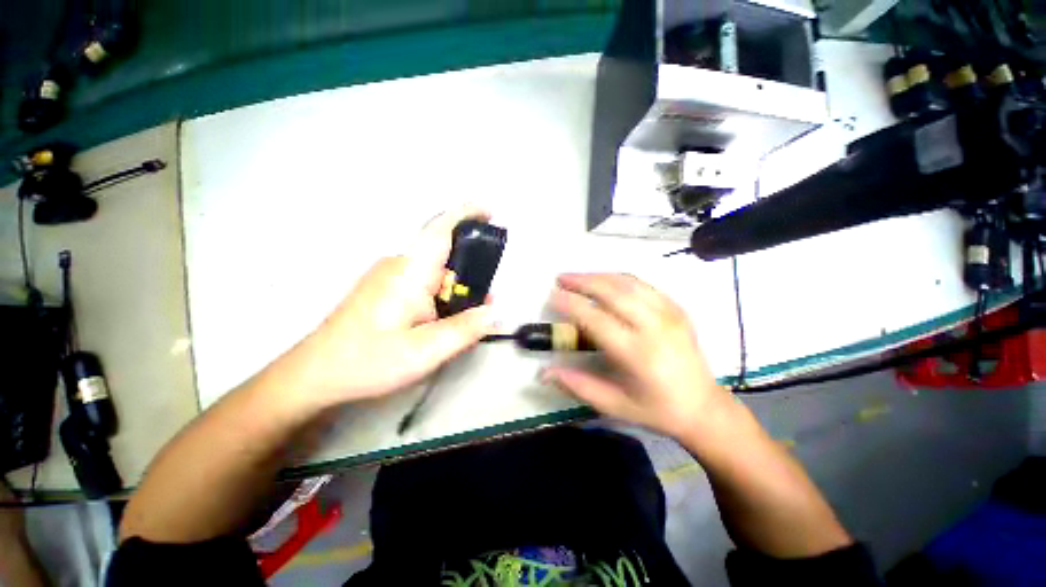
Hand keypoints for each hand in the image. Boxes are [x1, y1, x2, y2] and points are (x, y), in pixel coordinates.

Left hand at [268, 205, 496, 410]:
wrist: (316, 375)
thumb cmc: (369, 361)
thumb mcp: (425, 351)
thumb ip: (465, 329)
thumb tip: (496, 312)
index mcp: (410, 272)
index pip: (441, 229)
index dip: (467, 214)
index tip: (491, 213)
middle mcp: (400, 265)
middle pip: (445, 251)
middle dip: (472, 268)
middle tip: (486, 299)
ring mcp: (391, 276)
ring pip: (437, 269)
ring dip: (458, 285)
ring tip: (468, 314)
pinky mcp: (387, 289)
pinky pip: (425, 280)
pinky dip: (444, 293)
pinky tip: (445, 318)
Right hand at [544, 273, 735, 442]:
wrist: (703, 406)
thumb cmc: (655, 409)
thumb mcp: (613, 405)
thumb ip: (577, 385)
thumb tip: (543, 373)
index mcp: (637, 353)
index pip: (596, 319)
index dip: (571, 304)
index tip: (552, 295)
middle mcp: (654, 327)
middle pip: (613, 292)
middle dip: (583, 281)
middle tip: (561, 278)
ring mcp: (669, 313)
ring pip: (628, 283)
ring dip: (599, 276)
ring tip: (578, 277)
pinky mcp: (676, 308)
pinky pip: (643, 285)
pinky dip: (619, 279)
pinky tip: (605, 281)